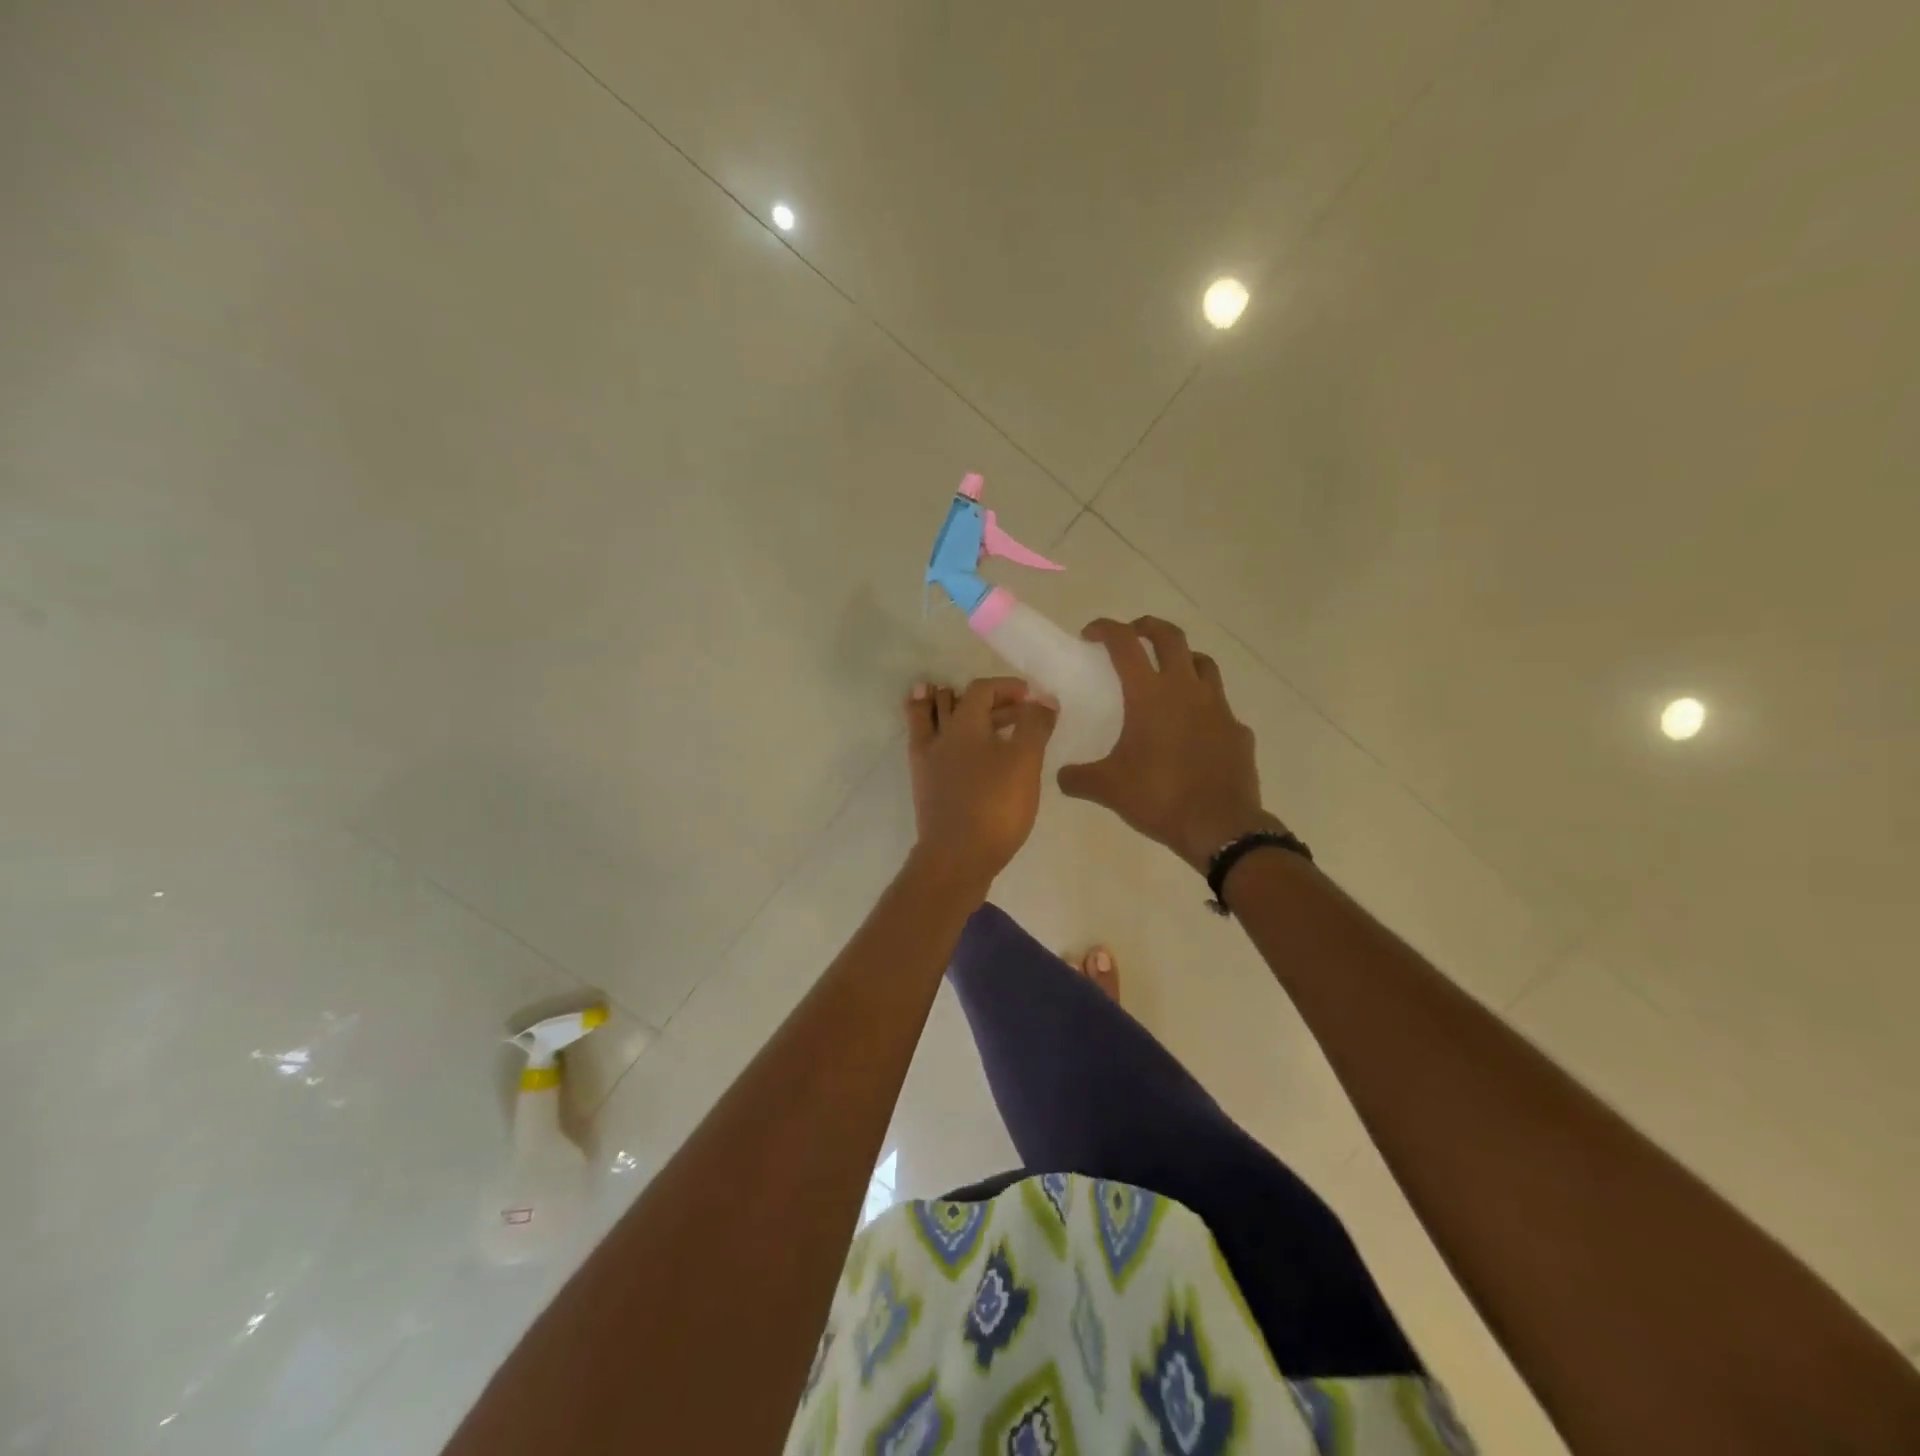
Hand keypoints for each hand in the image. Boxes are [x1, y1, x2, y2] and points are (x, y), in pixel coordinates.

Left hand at [905, 677, 1056, 885]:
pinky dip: (931, 732)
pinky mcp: (924, 786)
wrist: (957, 857)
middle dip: (986, 700)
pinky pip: (923, 745)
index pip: (981, 690)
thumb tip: (1043, 698)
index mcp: (964, 725)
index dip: (1007, 687)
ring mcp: (927, 762)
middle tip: (1014, 708)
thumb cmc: (995, 805)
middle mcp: (940, 737)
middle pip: (956, 703)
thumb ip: (1035, 725)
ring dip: (941, 705)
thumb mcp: (1025, 762)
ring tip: (948, 696)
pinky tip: (946, 743)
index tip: (1030, 697)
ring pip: (930, 720)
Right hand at [1057, 617, 1282, 871]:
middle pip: (1171, 637)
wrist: (1220, 826)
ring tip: (1168, 675)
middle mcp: (1186, 689)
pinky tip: (1193, 729)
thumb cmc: (1159, 797)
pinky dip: (1204, 706)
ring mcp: (1218, 707)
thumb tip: (1061, 776)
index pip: (1125, 643)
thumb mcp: (1107, 789)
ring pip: (1203, 663)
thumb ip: (1078, 777)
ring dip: (1182, 659)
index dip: (1106, 629)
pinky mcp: (1237, 730)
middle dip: (1148, 627)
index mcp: (1149, 695)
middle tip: (1132, 636)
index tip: (1090, 635)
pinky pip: (1220, 706)